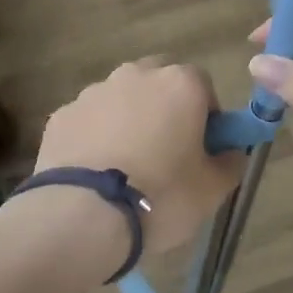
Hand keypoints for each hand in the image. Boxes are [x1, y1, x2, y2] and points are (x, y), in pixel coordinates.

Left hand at [33, 58, 245, 261]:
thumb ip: (230, 162)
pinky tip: (95, 172)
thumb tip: (231, 152)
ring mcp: (93, 92)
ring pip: (120, 99)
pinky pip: (89, 120)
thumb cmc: (162, 196)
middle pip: (158, 82)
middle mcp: (136, 75)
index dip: (206, 115)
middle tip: (165, 151)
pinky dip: (95, 137)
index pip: (203, 85)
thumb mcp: (213, 189)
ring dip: (127, 120)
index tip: (202, 147)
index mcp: (180, 84)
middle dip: (164, 107)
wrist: (83, 217)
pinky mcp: (61, 116)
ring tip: (125, 167)